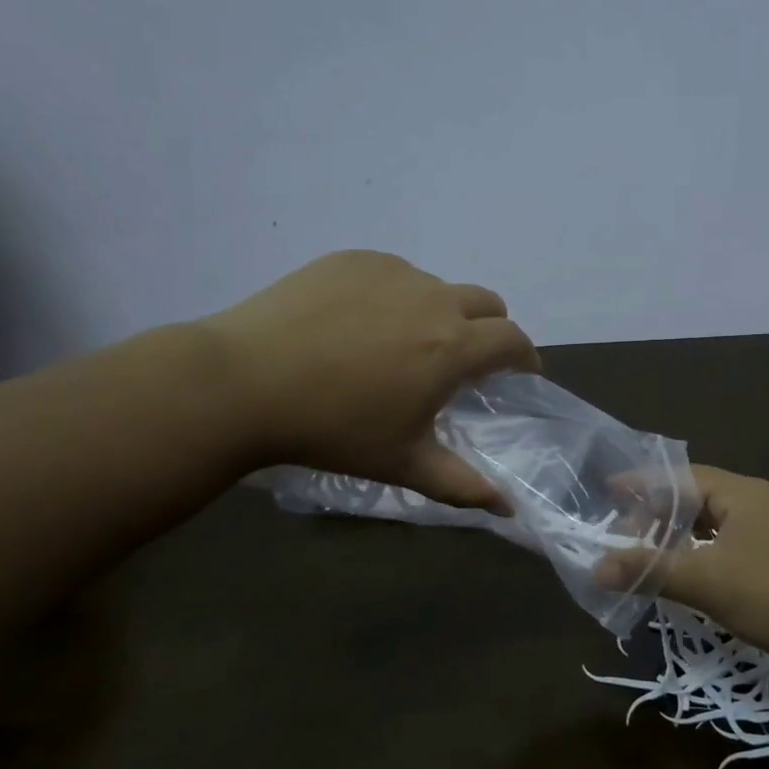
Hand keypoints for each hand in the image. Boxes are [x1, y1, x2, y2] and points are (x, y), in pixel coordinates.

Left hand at [200, 250, 539, 508]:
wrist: (243, 382)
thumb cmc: (333, 429)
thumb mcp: (403, 463)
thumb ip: (463, 485)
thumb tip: (508, 508)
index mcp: (454, 346)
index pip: (513, 339)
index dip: (525, 356)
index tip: (520, 373)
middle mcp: (434, 299)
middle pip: (487, 302)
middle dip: (491, 328)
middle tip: (466, 360)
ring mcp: (392, 273)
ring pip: (437, 287)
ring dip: (439, 312)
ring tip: (399, 345)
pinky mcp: (353, 260)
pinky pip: (393, 274)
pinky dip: (394, 296)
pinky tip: (358, 325)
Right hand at [596, 465, 768, 681]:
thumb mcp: (705, 581)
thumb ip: (650, 570)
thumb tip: (595, 568)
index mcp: (741, 492)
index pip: (680, 476)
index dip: (642, 483)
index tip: (608, 491)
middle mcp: (757, 500)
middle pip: (695, 496)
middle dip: (657, 513)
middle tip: (624, 536)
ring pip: (713, 520)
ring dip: (680, 534)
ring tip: (649, 554)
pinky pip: (728, 539)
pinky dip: (701, 549)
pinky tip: (688, 571)